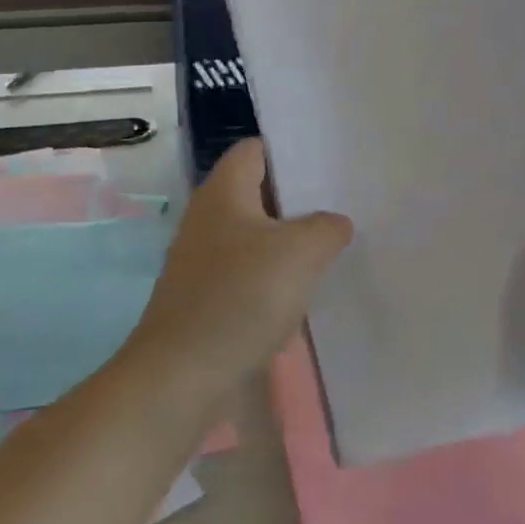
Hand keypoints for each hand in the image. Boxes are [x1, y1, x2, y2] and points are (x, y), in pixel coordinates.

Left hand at [125, 139, 350, 389]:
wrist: (182, 374)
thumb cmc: (241, 297)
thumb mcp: (301, 253)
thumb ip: (327, 228)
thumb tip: (335, 224)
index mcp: (223, 192)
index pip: (255, 149)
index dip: (291, 151)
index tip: (330, 165)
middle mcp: (208, 218)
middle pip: (258, 193)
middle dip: (298, 199)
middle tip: (342, 207)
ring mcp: (202, 260)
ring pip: (255, 236)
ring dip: (289, 243)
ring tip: (331, 250)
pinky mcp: (205, 296)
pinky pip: (247, 274)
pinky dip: (274, 278)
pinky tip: (302, 294)